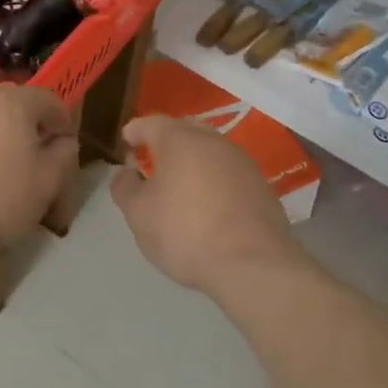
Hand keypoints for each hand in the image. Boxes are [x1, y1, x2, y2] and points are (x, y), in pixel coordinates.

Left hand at [0, 86, 79, 254]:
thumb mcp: (47, 184)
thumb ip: (63, 155)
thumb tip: (63, 141)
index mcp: (13, 104)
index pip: (48, 100)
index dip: (62, 121)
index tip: (65, 146)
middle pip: (14, 105)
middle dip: (28, 126)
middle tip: (34, 157)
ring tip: (0, 169)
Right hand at [110, 115, 304, 296]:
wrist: (252, 264)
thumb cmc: (185, 232)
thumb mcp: (139, 214)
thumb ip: (125, 187)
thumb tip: (125, 172)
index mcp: (180, 140)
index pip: (151, 123)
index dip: (135, 131)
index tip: (126, 143)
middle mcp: (213, 142)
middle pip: (185, 130)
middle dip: (167, 140)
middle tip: (153, 160)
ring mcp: (243, 162)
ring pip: (211, 150)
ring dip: (194, 160)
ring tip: (181, 184)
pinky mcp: (262, 186)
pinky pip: (230, 173)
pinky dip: (215, 180)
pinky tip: (209, 204)